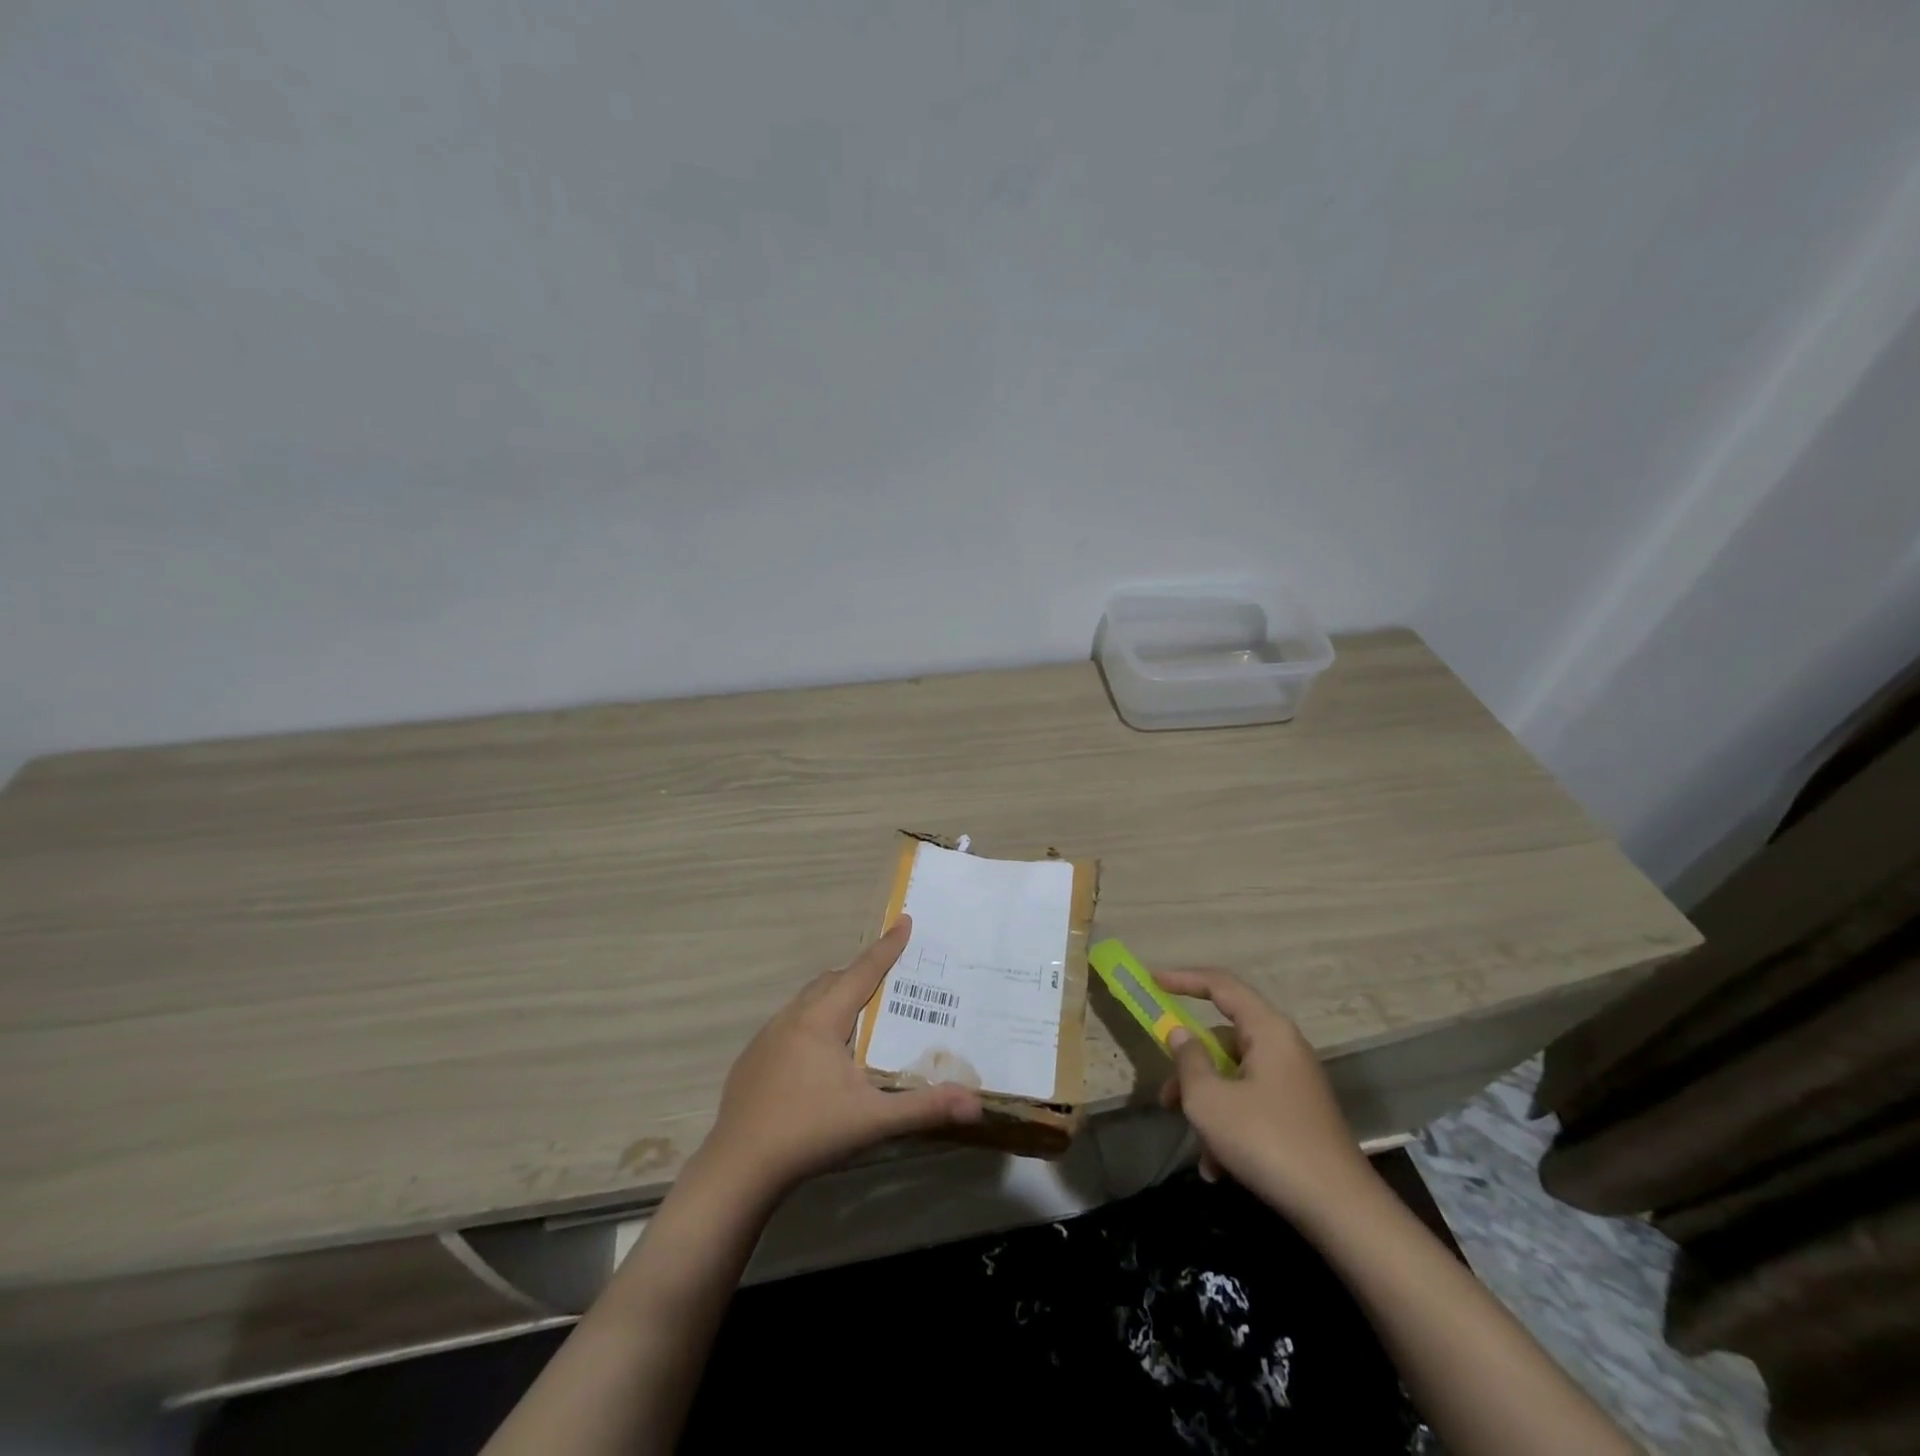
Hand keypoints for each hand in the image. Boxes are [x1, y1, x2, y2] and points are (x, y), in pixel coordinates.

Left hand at [698, 916, 983, 1200]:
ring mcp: (766, 1037)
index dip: (887, 947)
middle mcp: (792, 1017)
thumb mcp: (873, 1120)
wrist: (737, 1169)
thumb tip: (976, 1104)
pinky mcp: (752, 1059)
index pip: (862, 972)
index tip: (904, 919)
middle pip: (832, 980)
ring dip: (835, 997)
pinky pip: (789, 1024)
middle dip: (861, 973)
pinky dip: (812, 1023)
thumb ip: (924, 1108)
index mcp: (822, 1020)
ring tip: (859, 1017)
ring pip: (807, 1001)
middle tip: (890, 979)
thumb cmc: (809, 1134)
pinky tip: (819, 1057)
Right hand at [1156, 967, 1375, 1225]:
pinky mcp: (1298, 1115)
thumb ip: (1188, 1059)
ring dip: (1208, 1106)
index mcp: (1268, 1030)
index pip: (1220, 985)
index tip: (1151, 981)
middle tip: (1165, 1097)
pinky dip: (1230, 1128)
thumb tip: (1180, 1033)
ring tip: (1198, 1149)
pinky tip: (1218, 1168)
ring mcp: (1293, 1083)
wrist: (1340, 1210)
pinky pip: (1252, 1105)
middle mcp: (1284, 1047)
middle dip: (1190, 1069)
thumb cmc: (1267, 1140)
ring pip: (1234, 1077)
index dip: (1183, 979)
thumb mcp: (1209, 1099)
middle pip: (1223, 1040)